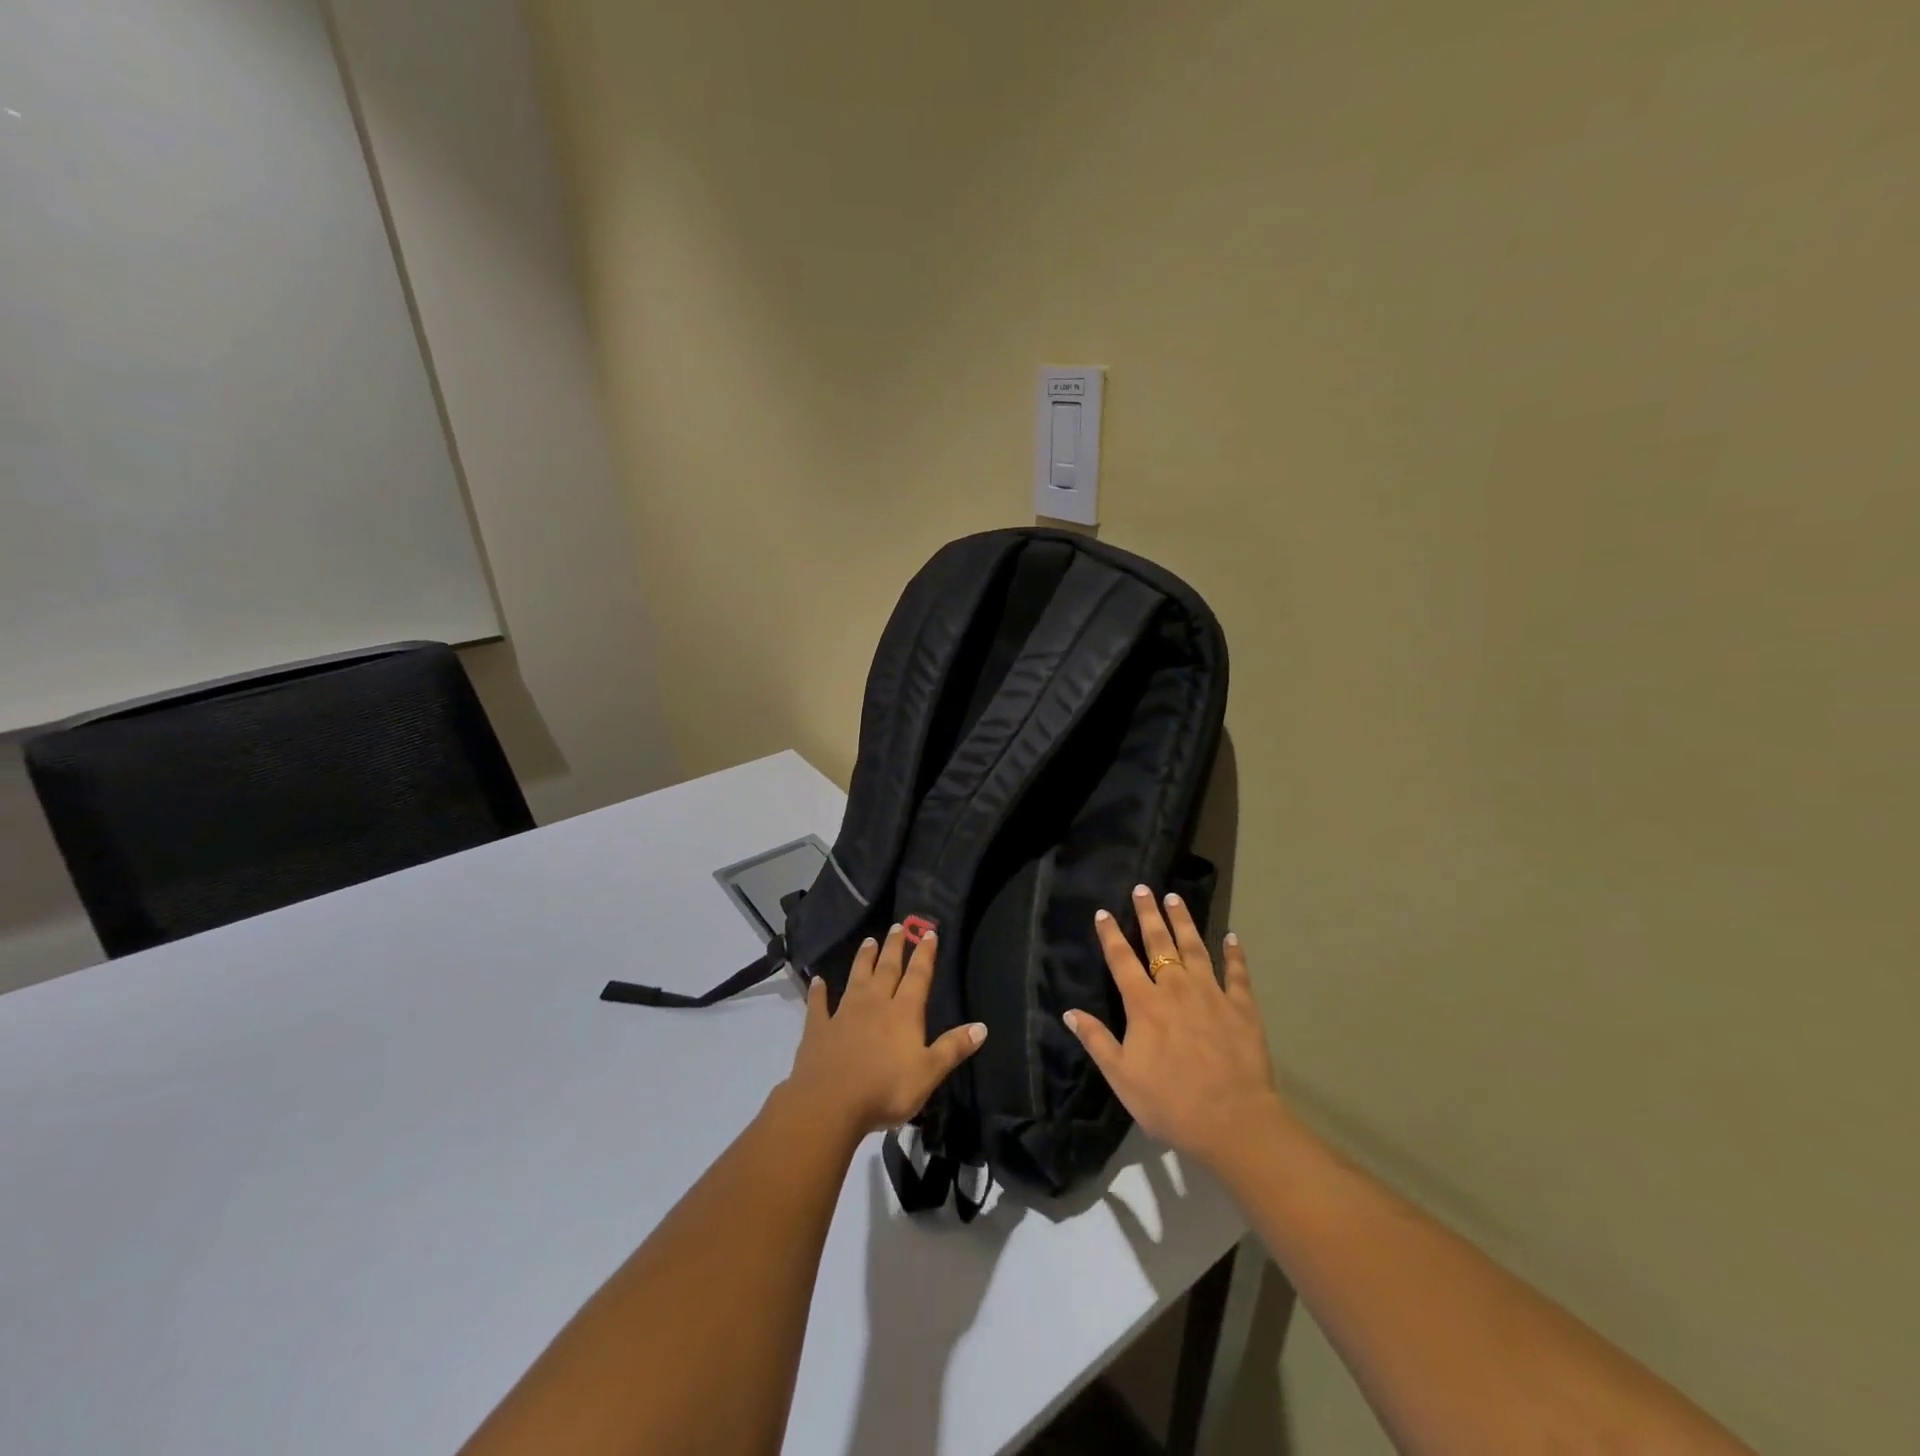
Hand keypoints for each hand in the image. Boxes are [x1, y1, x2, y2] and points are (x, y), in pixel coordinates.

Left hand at [784, 925, 986, 1140]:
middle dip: (895, 947)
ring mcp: (844, 1013)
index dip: (925, 954)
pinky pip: (819, 1005)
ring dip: (864, 959)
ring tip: (869, 940)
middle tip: (898, 926)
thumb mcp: (929, 1073)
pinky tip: (817, 981)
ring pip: (856, 978)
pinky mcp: (819, 1028)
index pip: (918, 976)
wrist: (830, 1103)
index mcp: (903, 1012)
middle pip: (887, 969)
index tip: (928, 933)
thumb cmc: (886, 1089)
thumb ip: (953, 1048)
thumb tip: (982, 1027)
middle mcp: (875, 1003)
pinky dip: (818, 992)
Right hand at [1065, 885, 1288, 1172]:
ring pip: (1195, 948)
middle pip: (1159, 944)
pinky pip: (1237, 973)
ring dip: (1184, 922)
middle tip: (1143, 889)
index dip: (1111, 935)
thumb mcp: (1122, 1078)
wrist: (1233, 1122)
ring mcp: (1212, 995)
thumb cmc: (1170, 1103)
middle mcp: (1176, 989)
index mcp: (1144, 1005)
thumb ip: (1096, 1041)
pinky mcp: (1242, 1007)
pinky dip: (1234, 954)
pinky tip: (1232, 937)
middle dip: (1148, 915)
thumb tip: (1069, 1013)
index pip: (1122, 960)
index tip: (1104, 913)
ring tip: (1175, 899)